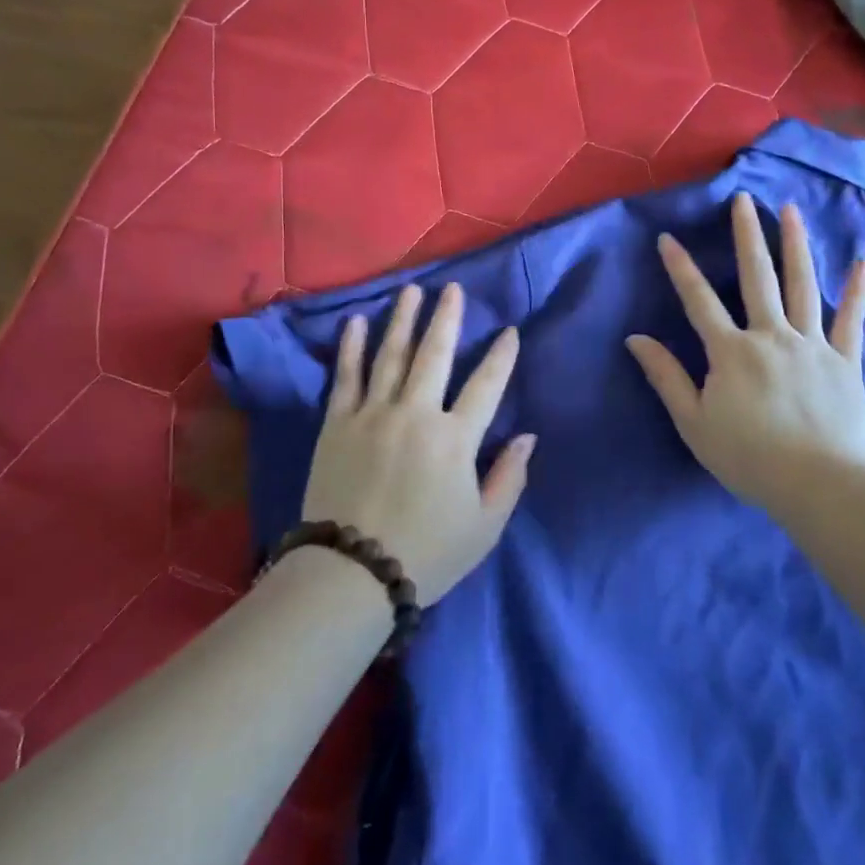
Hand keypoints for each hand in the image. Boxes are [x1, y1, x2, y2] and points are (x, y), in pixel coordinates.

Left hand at [303, 282, 532, 604]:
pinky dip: (352, 347)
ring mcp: (373, 414)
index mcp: (455, 438)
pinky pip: (347, 376)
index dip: (501, 356)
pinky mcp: (337, 423)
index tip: (510, 331)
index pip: (486, 385)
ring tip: (411, 291)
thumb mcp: (484, 527)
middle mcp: (416, 413)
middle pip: (435, 354)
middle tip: (452, 289)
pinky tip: (357, 322)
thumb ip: (509, 478)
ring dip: (403, 319)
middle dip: (447, 318)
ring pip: (391, 355)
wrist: (351, 574)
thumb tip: (527, 436)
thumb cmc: (426, 553)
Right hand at [626, 191, 864, 517]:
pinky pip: (852, 319)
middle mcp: (771, 336)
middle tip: (743, 199)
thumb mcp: (693, 422)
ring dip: (795, 244)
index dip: (680, 268)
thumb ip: (666, 377)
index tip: (667, 238)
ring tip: (790, 210)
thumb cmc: (748, 458)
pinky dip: (857, 290)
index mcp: (731, 351)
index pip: (699, 300)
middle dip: (747, 235)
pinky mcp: (845, 361)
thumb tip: (635, 339)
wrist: (818, 486)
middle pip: (757, 276)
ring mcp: (813, 344)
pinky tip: (862, 261)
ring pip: (803, 285)